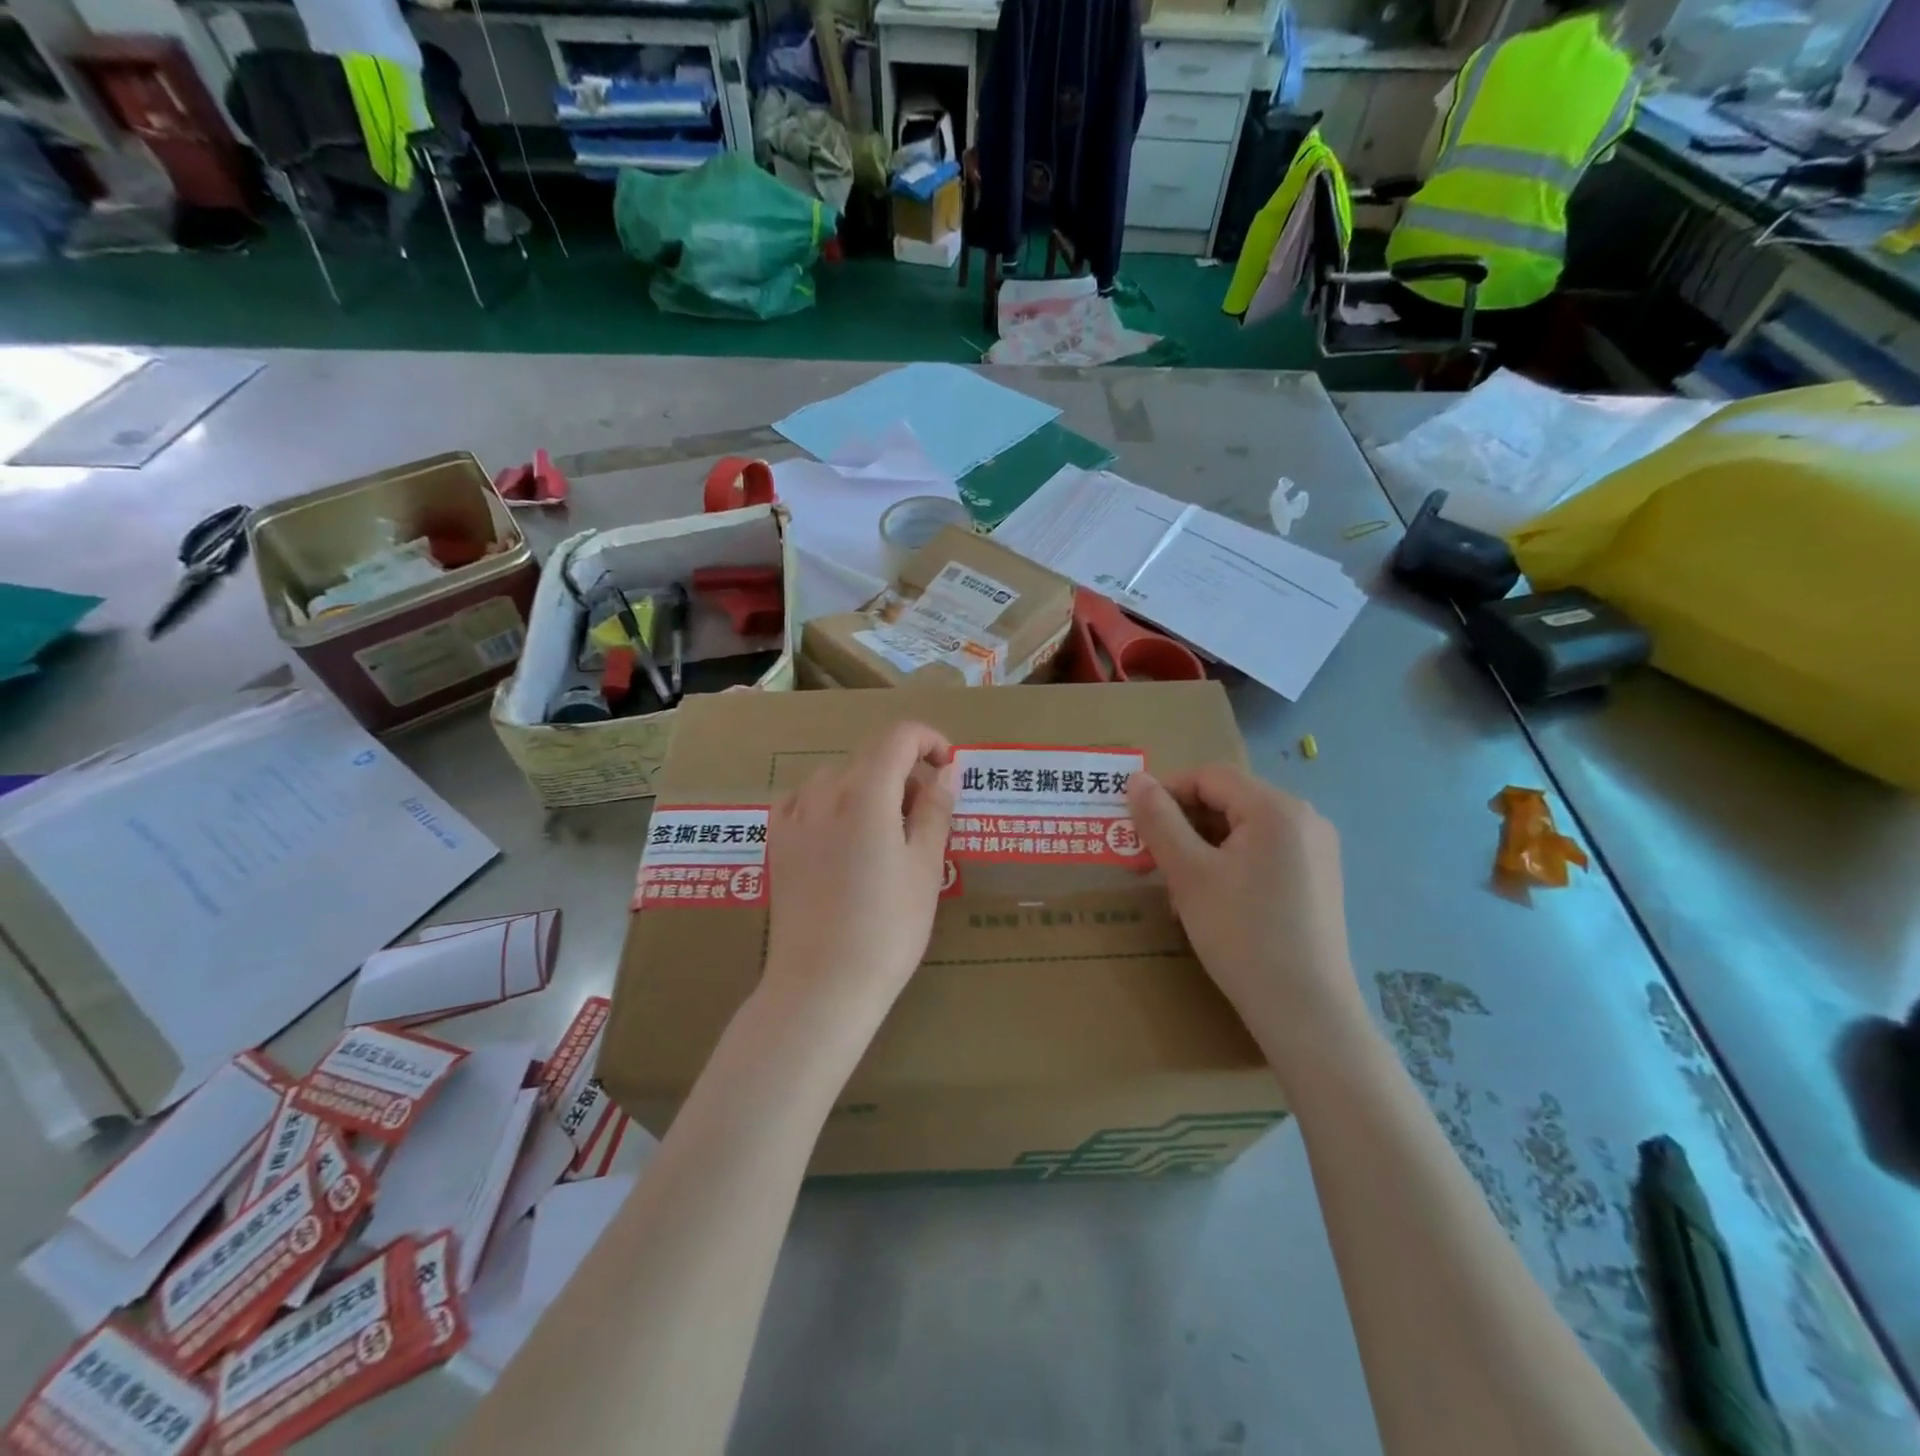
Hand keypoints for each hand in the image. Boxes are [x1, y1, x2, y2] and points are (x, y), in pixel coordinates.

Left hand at [764, 721, 957, 1008]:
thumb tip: (945, 770)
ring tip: (885, 834)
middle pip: (869, 757)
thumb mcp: (925, 867)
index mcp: (865, 793)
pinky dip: (831, 804)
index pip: (898, 737)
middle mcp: (823, 792)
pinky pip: (804, 800)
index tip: (948, 769)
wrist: (822, 984)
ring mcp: (793, 817)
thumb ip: (935, 809)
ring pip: (837, 777)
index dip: (929, 741)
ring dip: (868, 788)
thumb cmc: (887, 928)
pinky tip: (841, 835)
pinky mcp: (776, 843)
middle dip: (904, 773)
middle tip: (925, 820)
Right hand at [1127, 765, 1365, 1058]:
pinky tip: (1210, 900)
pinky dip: (1229, 864)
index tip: (1134, 824)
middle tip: (1149, 860)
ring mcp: (1316, 850)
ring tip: (1176, 888)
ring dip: (1201, 847)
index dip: (1166, 792)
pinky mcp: (1318, 879)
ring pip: (1242, 829)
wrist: (1306, 1011)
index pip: (1210, 776)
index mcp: (1277, 808)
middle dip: (1182, 824)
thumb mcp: (1189, 874)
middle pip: (1228, 800)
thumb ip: (1159, 820)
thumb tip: (1136, 780)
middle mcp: (1304, 818)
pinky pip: (1263, 853)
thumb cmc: (1242, 934)